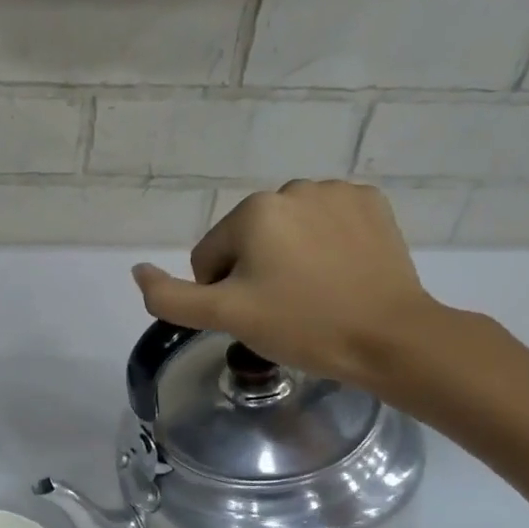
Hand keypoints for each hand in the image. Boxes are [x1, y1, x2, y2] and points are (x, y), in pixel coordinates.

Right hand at [131, 180, 449, 392]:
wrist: (391, 338)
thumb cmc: (301, 326)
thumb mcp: (225, 317)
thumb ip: (170, 297)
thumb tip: (138, 270)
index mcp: (253, 212)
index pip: (210, 257)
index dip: (222, 293)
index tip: (254, 316)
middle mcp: (293, 188)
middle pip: (247, 240)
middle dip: (254, 272)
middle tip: (283, 309)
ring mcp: (338, 192)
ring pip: (286, 231)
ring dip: (288, 257)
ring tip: (314, 293)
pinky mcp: (372, 204)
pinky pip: (325, 222)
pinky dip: (324, 245)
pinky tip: (340, 273)